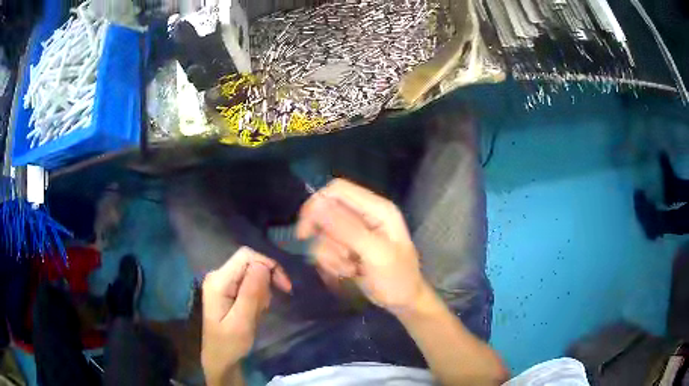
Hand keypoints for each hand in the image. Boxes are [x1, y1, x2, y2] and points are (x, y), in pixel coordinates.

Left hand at [201, 247, 291, 384]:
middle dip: (266, 279)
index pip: (246, 256)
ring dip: (262, 290)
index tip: (285, 287)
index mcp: (218, 281)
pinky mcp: (227, 290)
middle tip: (270, 304)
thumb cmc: (229, 344)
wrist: (219, 359)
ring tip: (260, 312)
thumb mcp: (242, 322)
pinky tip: (256, 311)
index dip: (268, 265)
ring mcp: (222, 282)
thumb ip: (251, 293)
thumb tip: (263, 265)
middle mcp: (218, 276)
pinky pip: (249, 283)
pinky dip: (258, 294)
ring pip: (251, 272)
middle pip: (249, 262)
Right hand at [297, 179, 428, 314]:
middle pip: (326, 212)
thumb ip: (347, 229)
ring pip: (323, 233)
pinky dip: (332, 262)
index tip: (306, 231)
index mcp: (376, 208)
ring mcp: (355, 231)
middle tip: (338, 258)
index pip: (337, 190)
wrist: (403, 302)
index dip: (317, 204)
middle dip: (326, 238)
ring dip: (330, 254)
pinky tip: (348, 272)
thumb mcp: (376, 253)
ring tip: (350, 268)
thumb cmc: (397, 277)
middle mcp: (364, 215)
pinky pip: (326, 247)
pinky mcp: (348, 246)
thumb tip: (317, 206)